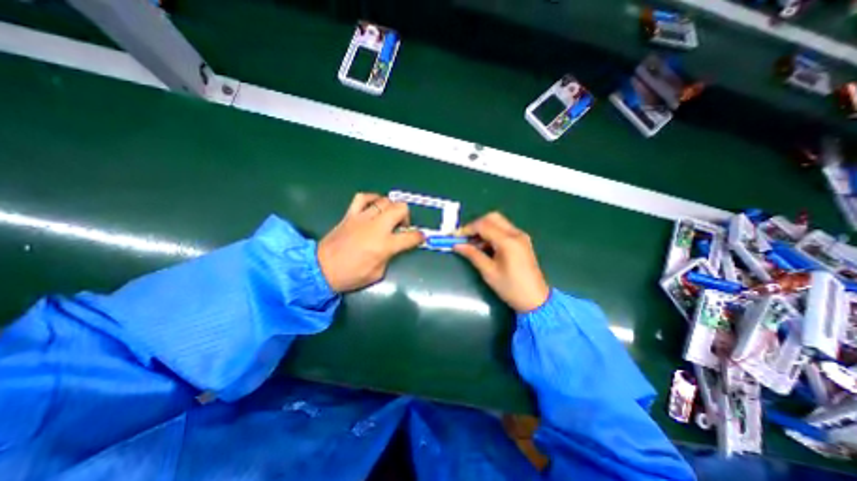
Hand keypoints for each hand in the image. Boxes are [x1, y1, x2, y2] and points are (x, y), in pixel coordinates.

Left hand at [318, 192, 424, 293]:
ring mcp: (363, 218)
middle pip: (400, 209)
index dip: (419, 237)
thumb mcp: (377, 273)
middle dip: (407, 216)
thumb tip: (393, 247)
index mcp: (385, 245)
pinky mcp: (350, 215)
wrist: (321, 269)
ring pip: (384, 201)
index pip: (410, 237)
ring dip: (391, 208)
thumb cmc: (351, 275)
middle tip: (402, 227)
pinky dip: (372, 198)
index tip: (420, 237)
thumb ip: (389, 257)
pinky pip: (363, 198)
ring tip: (388, 217)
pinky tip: (374, 205)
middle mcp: (376, 227)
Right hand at [455, 213, 547, 311]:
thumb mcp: (489, 272)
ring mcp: (521, 236)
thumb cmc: (511, 288)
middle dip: (476, 225)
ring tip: (472, 244)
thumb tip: (457, 245)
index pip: (484, 225)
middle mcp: (516, 234)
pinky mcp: (522, 241)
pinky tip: (485, 246)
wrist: (536, 300)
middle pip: (492, 218)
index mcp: (508, 241)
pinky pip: (504, 230)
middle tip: (465, 238)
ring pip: (498, 222)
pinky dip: (492, 233)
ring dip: (483, 228)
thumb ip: (473, 255)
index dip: (467, 229)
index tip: (455, 237)